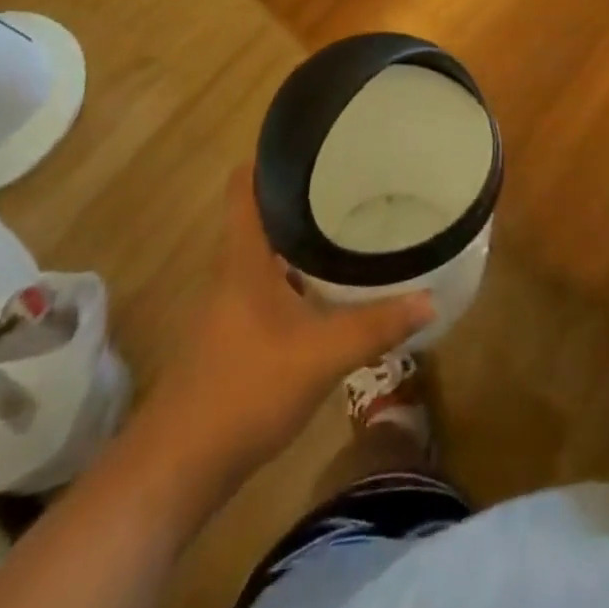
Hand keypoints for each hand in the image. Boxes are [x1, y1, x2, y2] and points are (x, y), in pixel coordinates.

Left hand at [140, 168, 434, 478]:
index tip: (313, 139)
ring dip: (302, 237)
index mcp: (245, 258)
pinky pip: (270, 284)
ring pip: (269, 252)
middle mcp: (233, 271)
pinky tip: (330, 287)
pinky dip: (298, 274)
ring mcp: (230, 305)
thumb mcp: (322, 355)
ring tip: (350, 222)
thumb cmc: (245, 390)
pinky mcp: (235, 335)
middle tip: (353, 178)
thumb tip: (430, 298)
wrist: (178, 469)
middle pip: (264, 214)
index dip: (271, 156)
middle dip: (304, 194)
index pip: (246, 186)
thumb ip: (377, 325)